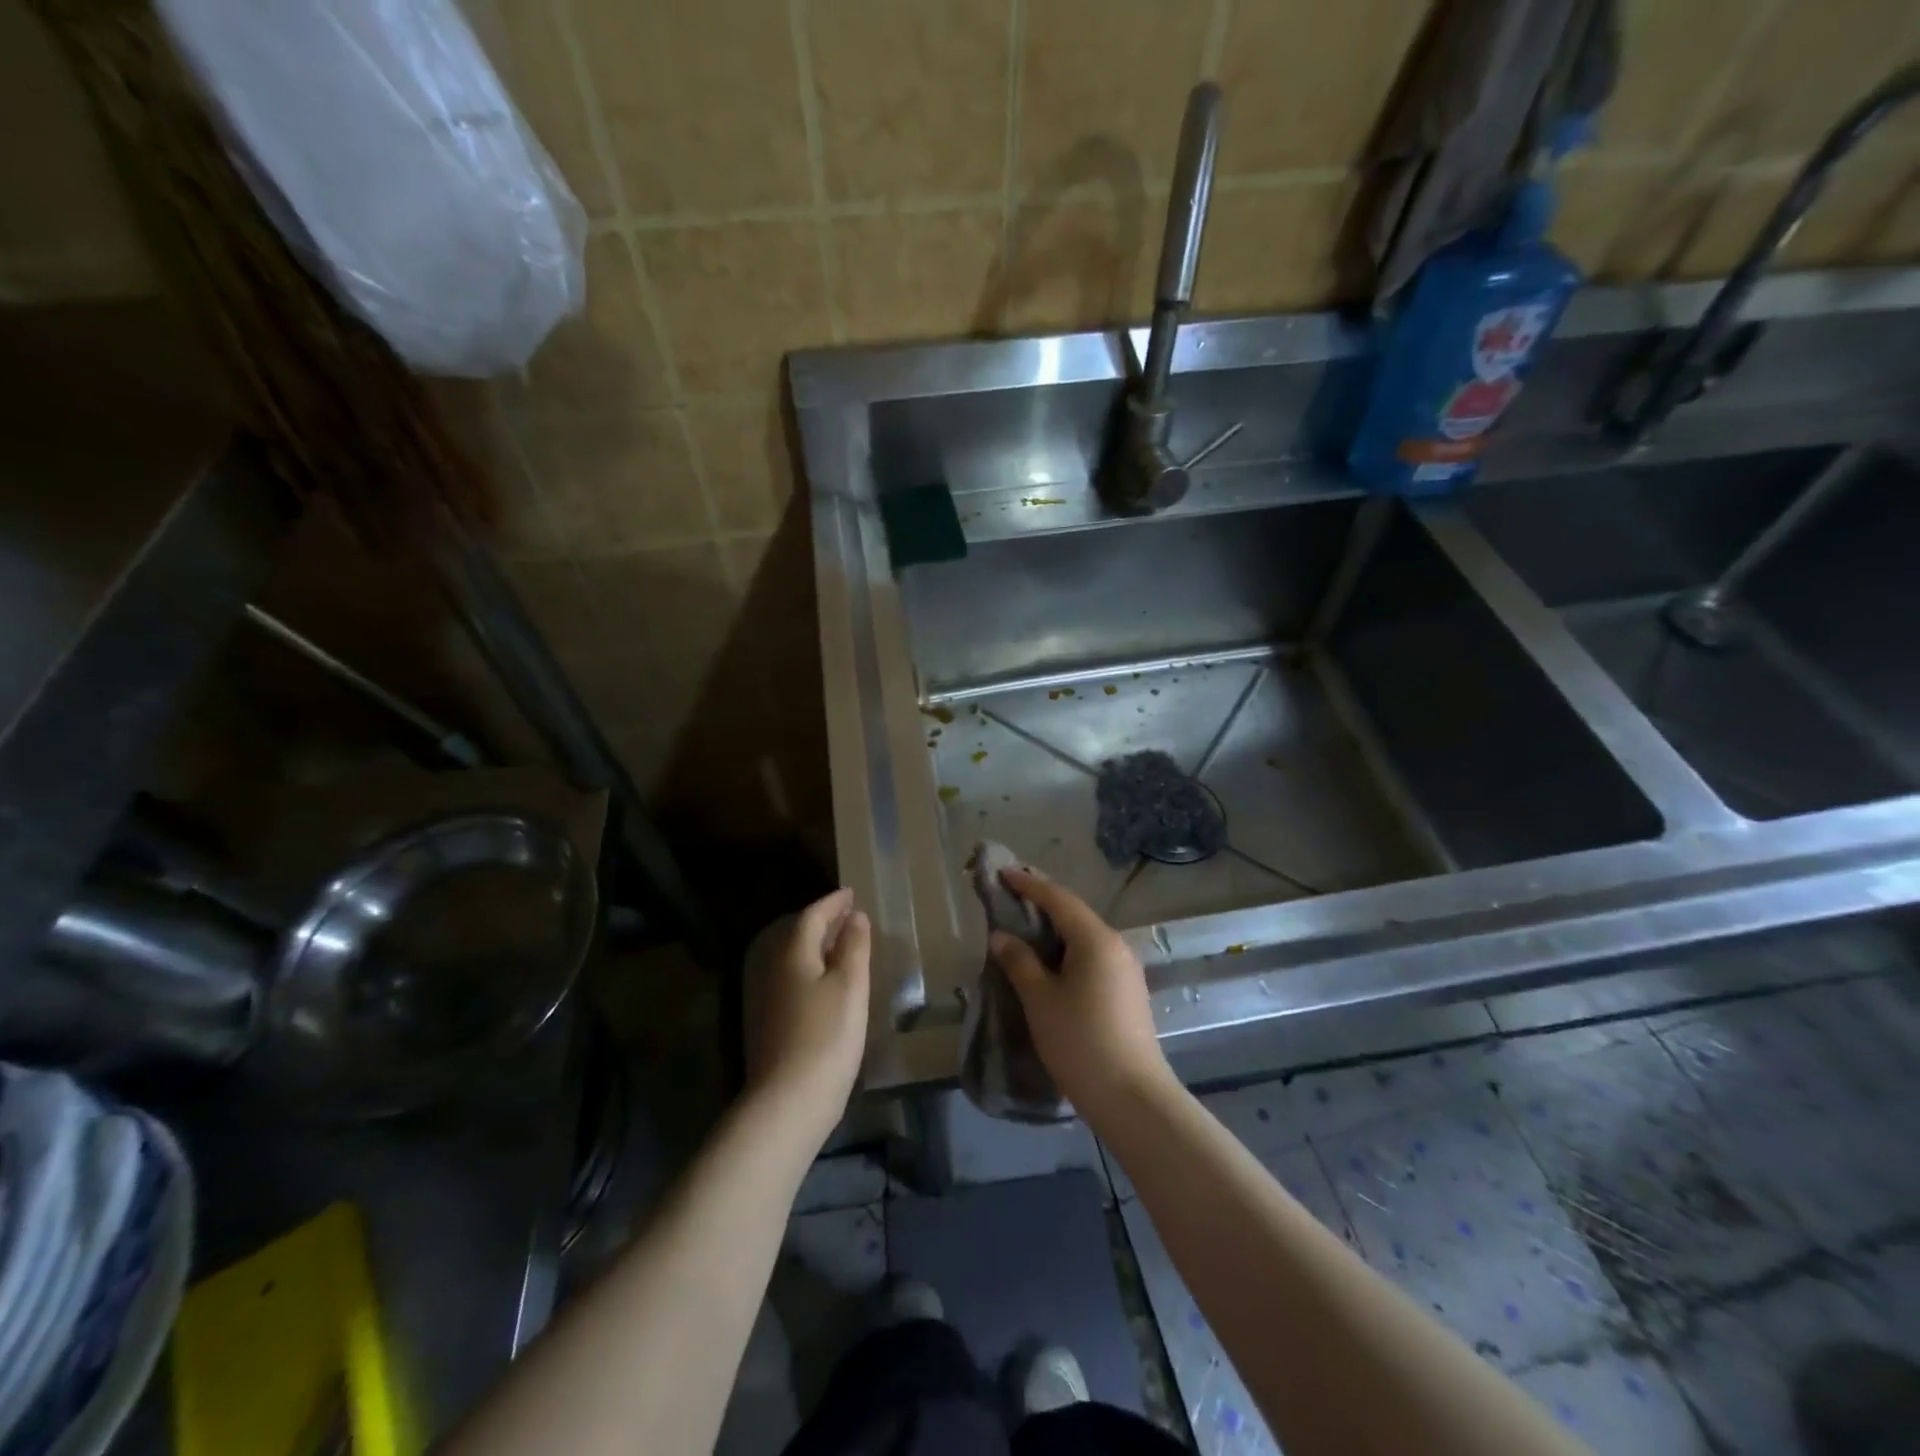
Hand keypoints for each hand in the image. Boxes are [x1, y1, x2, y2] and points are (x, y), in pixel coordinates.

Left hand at [745, 888, 870, 1146]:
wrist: (789, 1101)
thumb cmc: (827, 1035)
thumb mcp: (850, 985)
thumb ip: (853, 946)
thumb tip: (853, 916)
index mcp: (793, 954)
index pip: (812, 916)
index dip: (833, 902)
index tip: (851, 893)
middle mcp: (774, 970)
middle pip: (798, 935)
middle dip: (823, 922)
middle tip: (849, 916)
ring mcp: (769, 999)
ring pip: (795, 959)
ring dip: (818, 947)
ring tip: (843, 945)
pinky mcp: (771, 1024)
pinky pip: (794, 980)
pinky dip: (813, 970)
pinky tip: (829, 985)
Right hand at [989, 870, 1171, 1120]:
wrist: (1132, 1098)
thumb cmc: (1080, 1041)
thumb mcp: (1040, 1000)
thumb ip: (1020, 962)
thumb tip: (1001, 937)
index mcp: (1096, 939)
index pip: (1058, 899)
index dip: (1029, 884)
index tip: (1003, 873)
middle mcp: (1116, 945)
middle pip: (1074, 915)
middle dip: (1042, 904)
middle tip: (1010, 898)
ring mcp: (1126, 969)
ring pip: (1084, 938)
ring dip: (1054, 931)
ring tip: (1024, 930)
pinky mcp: (1128, 992)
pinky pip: (1093, 957)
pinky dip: (1068, 952)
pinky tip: (1050, 965)